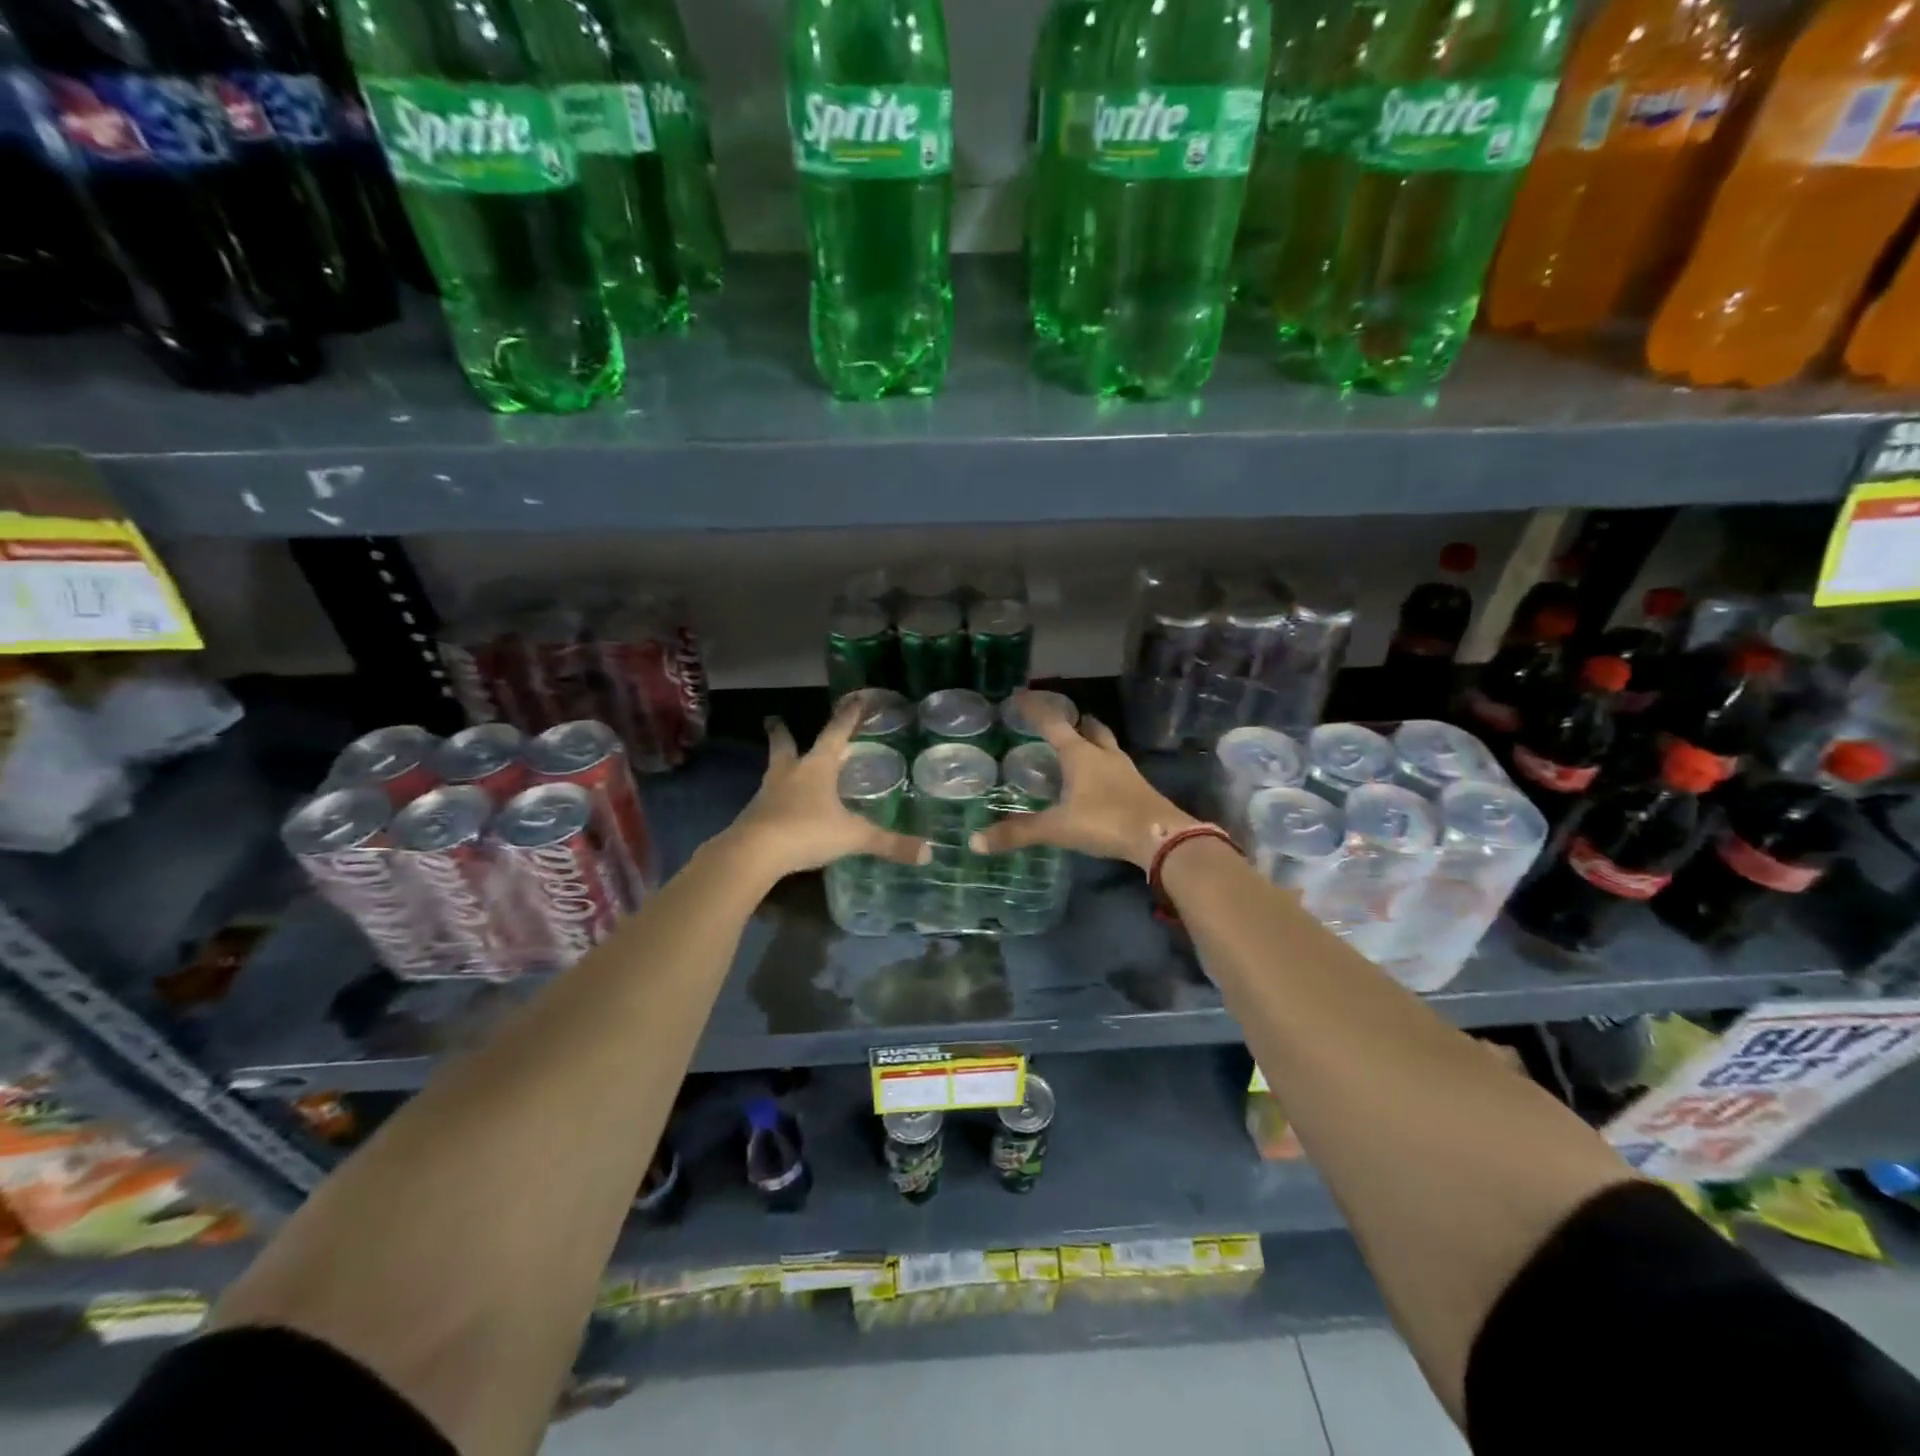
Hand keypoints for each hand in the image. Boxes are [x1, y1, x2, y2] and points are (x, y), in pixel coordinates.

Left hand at [723, 692, 928, 882]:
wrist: (753, 854)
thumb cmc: (806, 831)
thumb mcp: (853, 836)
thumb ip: (888, 843)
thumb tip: (928, 853)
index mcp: (817, 767)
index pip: (836, 733)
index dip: (848, 716)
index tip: (854, 698)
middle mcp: (790, 773)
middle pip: (785, 745)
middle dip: (783, 732)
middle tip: (775, 719)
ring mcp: (768, 794)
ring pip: (774, 771)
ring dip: (779, 764)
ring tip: (782, 764)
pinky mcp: (754, 816)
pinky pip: (768, 800)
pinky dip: (776, 797)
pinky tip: (781, 806)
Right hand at [969, 691, 1197, 869]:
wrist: (1161, 838)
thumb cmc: (1105, 822)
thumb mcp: (1057, 828)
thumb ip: (1018, 833)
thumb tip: (975, 841)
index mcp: (1080, 754)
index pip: (1052, 723)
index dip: (1035, 709)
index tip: (1019, 696)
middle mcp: (1104, 755)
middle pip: (1090, 728)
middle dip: (1075, 721)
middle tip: (1062, 720)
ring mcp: (1126, 770)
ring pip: (1107, 746)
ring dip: (1093, 741)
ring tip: (1080, 746)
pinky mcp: (1139, 788)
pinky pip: (1117, 768)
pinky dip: (1104, 766)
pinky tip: (1099, 780)